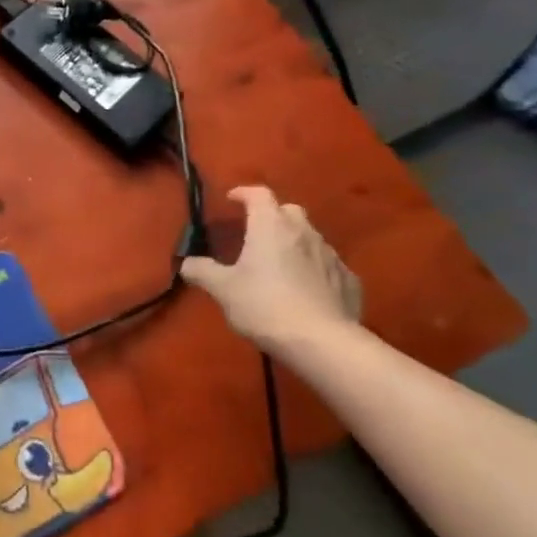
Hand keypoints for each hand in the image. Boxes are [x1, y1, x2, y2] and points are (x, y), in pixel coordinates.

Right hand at [180, 186, 361, 350]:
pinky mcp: (350, 280)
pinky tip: (310, 290)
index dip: (243, 193)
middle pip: (288, 211)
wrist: (322, 343)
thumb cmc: (265, 306)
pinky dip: (317, 270)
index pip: (258, 193)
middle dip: (273, 216)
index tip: (231, 200)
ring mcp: (331, 255)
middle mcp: (302, 231)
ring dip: (296, 243)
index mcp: (270, 225)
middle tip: (258, 234)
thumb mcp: (224, 290)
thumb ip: (203, 272)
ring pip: (310, 237)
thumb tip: (186, 263)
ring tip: (283, 265)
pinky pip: (329, 266)